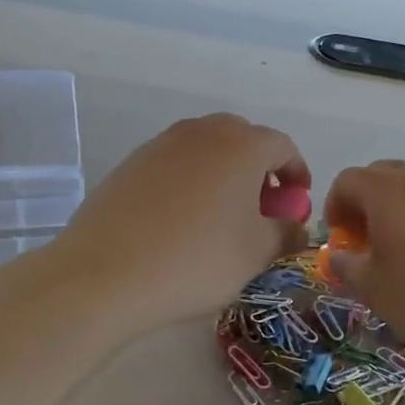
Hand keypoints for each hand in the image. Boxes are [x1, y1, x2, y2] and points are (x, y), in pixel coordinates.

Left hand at [50, 114, 310, 329]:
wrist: (107, 272)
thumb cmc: (197, 260)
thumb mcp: (256, 253)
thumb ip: (286, 233)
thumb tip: (295, 227)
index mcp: (241, 145)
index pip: (283, 146)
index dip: (296, 173)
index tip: (296, 202)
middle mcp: (202, 132)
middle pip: (242, 139)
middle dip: (258, 168)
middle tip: (260, 207)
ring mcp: (161, 144)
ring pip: (205, 149)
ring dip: (222, 173)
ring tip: (220, 215)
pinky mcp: (130, 163)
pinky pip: (173, 164)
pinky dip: (188, 182)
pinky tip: (179, 221)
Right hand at [324, 161, 404, 375]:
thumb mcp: (376, 291)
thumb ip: (348, 268)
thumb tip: (339, 256)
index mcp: (387, 191)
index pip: (347, 181)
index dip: (335, 207)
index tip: (340, 238)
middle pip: (383, 176)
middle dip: (367, 204)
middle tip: (368, 242)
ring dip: (403, 211)